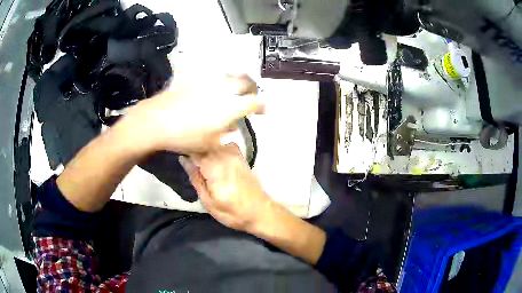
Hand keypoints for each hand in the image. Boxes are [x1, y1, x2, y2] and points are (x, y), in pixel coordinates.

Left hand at [123, 74, 259, 153]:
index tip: (263, 110)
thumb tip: (231, 125)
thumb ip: (224, 134)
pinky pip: (212, 73)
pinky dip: (220, 77)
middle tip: (252, 94)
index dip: (262, 105)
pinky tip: (216, 82)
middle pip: (245, 82)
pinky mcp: (195, 78)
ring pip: (230, 74)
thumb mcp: (208, 144)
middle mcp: (222, 90)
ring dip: (239, 78)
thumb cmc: (184, 137)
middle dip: (253, 87)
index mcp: (229, 107)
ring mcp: (208, 82)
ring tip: (238, 85)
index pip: (253, 102)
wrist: (156, 121)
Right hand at [179, 143, 273, 231]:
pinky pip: (224, 146)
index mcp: (215, 167)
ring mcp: (235, 154)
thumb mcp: (208, 201)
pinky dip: (216, 150)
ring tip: (199, 163)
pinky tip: (214, 161)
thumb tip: (184, 159)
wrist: (260, 212)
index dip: (183, 149)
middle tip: (186, 161)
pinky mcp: (241, 156)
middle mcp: (225, 155)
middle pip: (203, 143)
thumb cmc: (232, 212)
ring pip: (213, 143)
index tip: (175, 153)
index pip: (193, 148)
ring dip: (204, 150)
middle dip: (192, 149)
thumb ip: (195, 178)